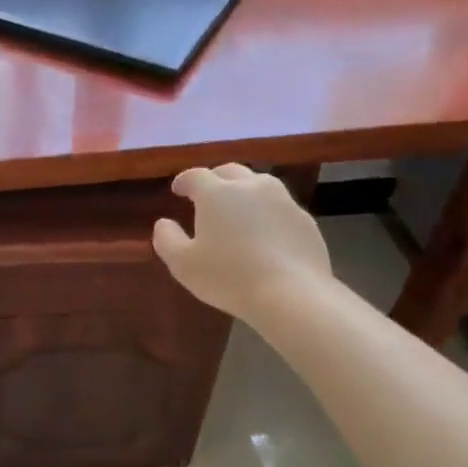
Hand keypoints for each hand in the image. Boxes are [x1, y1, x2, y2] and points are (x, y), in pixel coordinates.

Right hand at [152, 165, 332, 320]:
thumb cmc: (229, 277)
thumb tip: (163, 223)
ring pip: (259, 184)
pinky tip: (265, 233)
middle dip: (215, 179)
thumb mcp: (183, 264)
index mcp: (217, 193)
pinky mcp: (304, 219)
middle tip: (207, 196)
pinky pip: (280, 207)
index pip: (195, 175)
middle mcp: (250, 187)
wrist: (292, 295)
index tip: (178, 190)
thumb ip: (167, 239)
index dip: (184, 181)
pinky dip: (267, 212)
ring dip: (244, 191)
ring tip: (238, 210)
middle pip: (230, 172)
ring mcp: (282, 200)